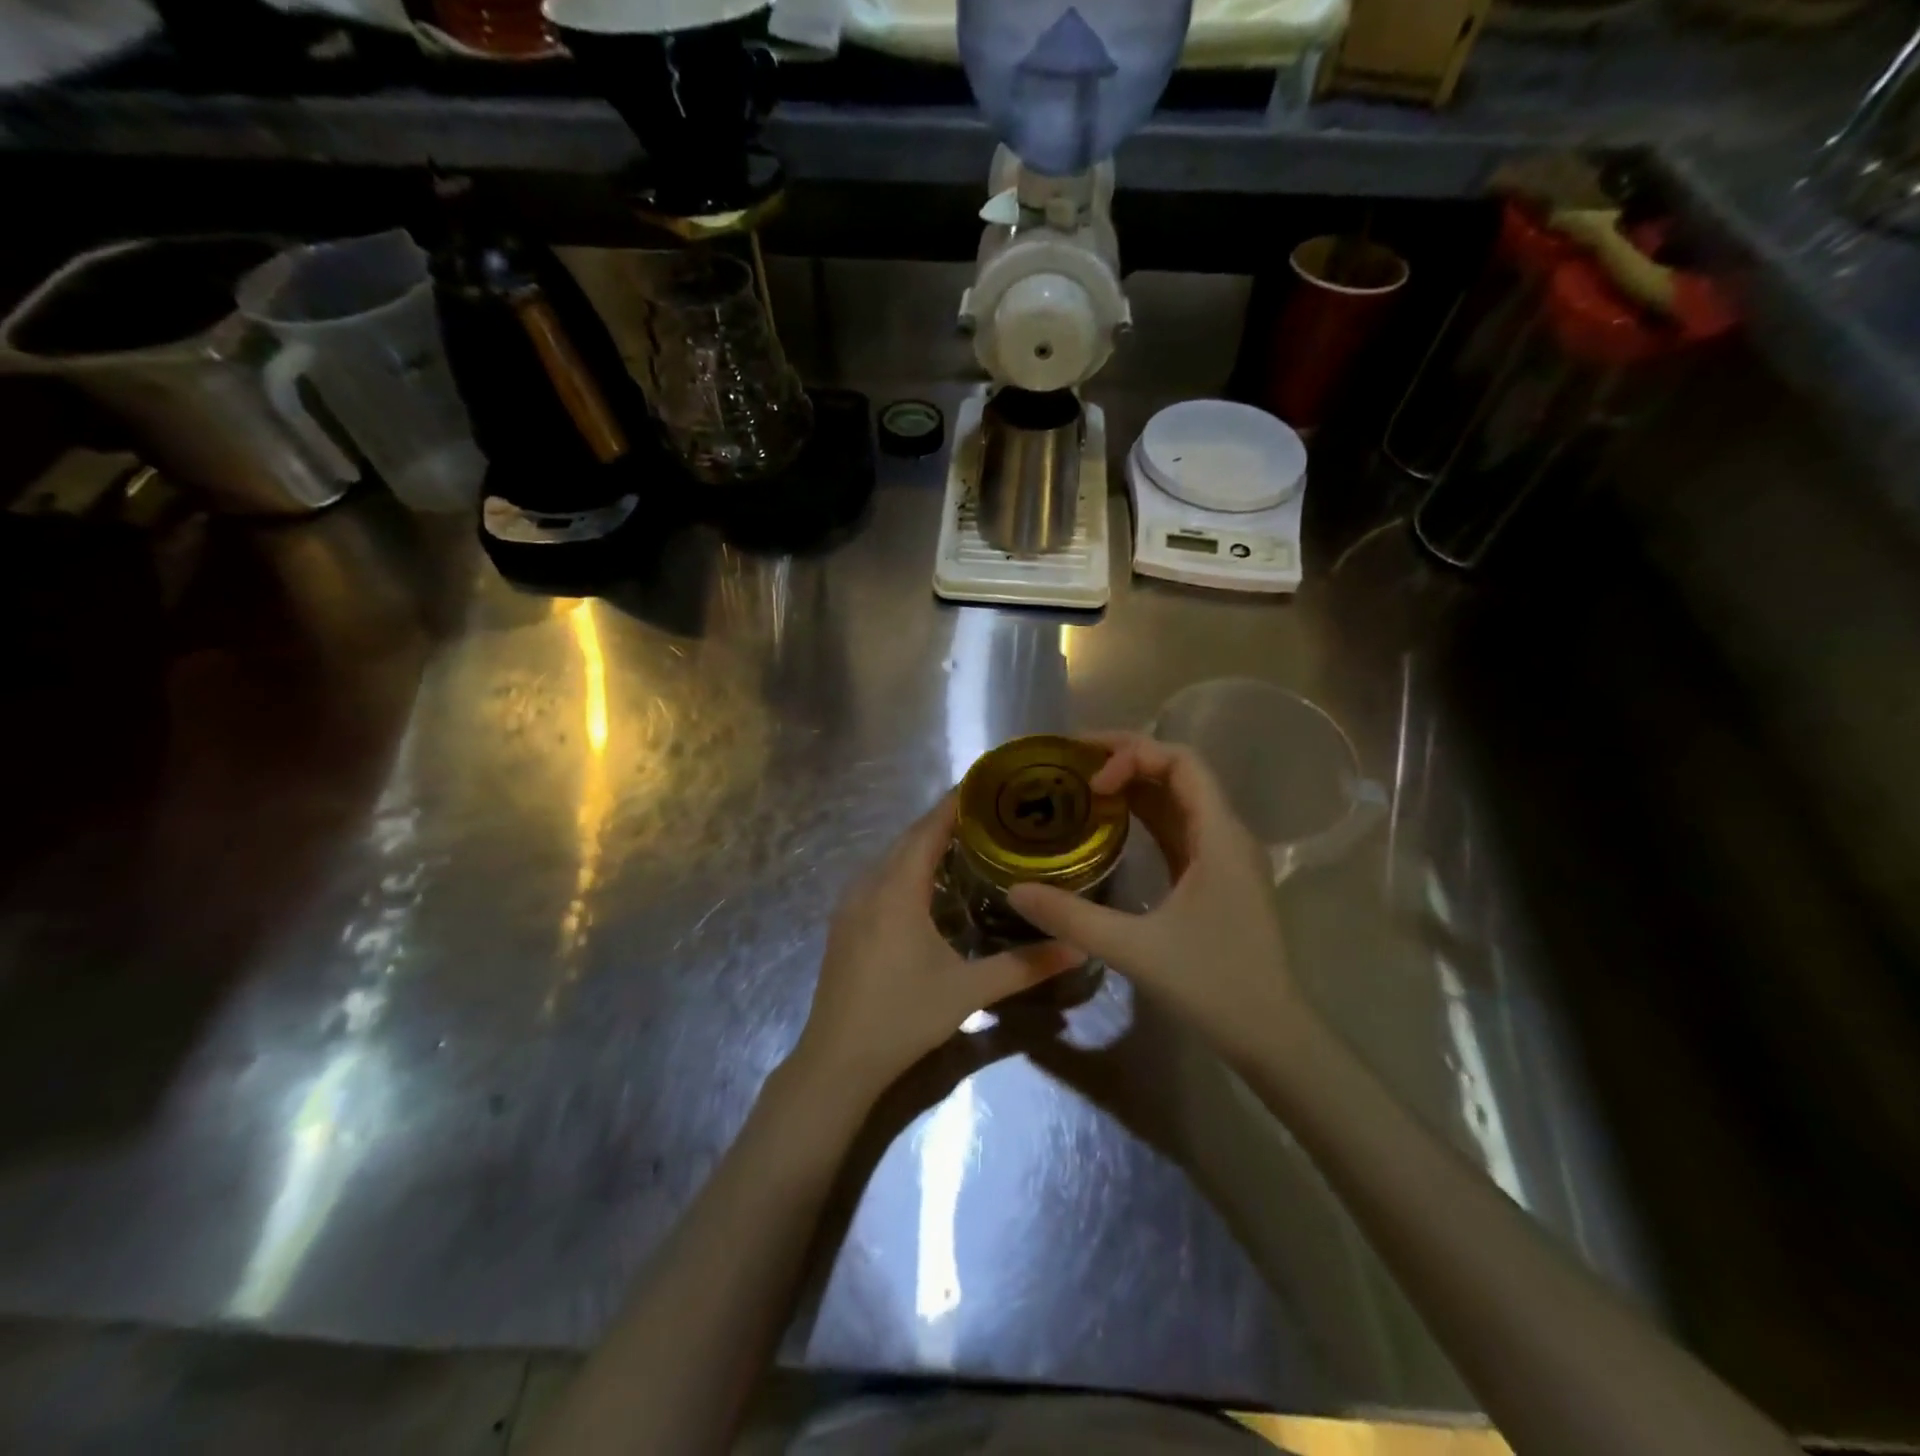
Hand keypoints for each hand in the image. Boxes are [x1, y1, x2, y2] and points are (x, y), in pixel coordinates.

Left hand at [791, 794, 1080, 1102]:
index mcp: (897, 890)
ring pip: (890, 858)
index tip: (986, 784)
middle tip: (989, 814)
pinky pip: (877, 878)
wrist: (837, 1060)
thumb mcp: (968, 990)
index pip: (928, 829)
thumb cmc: (903, 1016)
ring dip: (923, 844)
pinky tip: (927, 886)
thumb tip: (1078, 946)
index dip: (955, 804)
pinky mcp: (843, 924)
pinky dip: (904, 867)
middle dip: (944, 821)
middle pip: (908, 838)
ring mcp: (850, 905)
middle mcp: (868, 886)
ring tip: (965, 841)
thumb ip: (1024, 966)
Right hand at [1007, 732, 1306, 1062]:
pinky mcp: (1215, 877)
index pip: (1181, 762)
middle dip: (1127, 758)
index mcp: (1219, 836)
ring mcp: (1223, 856)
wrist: (1272, 1036)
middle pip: (1178, 771)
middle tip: (1073, 762)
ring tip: (1082, 783)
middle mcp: (1226, 834)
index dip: (1133, 755)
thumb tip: (1015, 891)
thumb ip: (1072, 917)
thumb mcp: (1135, 949)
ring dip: (1134, 784)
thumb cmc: (1213, 986)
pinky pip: (1177, 827)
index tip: (1091, 779)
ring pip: (1177, 799)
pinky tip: (1109, 823)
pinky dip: (1143, 815)